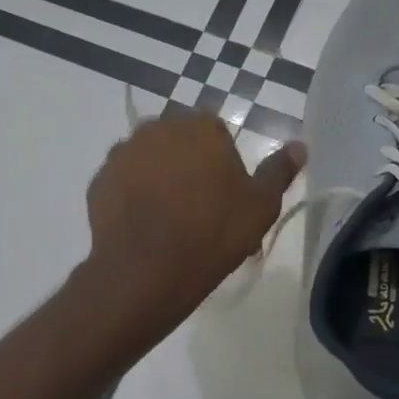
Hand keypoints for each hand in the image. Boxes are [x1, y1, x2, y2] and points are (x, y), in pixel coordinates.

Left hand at [83, 111, 305, 323]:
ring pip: (148, 159)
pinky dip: (132, 195)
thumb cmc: (212, 234)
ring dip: (158, 178)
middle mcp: (158, 128)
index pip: (215, 132)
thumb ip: (279, 171)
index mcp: (200, 127)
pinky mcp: (99, 179)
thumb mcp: (260, 206)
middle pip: (179, 142)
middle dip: (188, 165)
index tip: (226, 195)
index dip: (222, 162)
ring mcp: (123, 152)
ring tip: (167, 220)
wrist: (147, 271)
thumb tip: (300, 146)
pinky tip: (143, 225)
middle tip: (199, 209)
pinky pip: (123, 182)